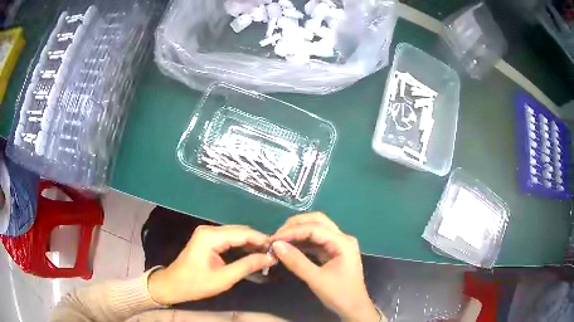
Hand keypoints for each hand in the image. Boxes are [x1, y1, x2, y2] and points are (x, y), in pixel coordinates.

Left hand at [148, 225, 275, 304]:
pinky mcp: (207, 240)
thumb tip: (270, 258)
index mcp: (210, 236)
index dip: (262, 239)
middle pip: (240, 231)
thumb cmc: (196, 284)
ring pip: (235, 234)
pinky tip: (252, 253)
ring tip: (267, 254)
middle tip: (274, 253)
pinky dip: (241, 246)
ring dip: (250, 243)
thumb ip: (247, 266)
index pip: (243, 233)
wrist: (173, 285)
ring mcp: (207, 234)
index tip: (278, 249)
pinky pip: (229, 239)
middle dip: (257, 241)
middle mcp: (209, 230)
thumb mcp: (224, 278)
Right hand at [272, 213, 382, 321]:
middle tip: (277, 235)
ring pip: (316, 229)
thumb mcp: (316, 279)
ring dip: (298, 232)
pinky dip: (302, 242)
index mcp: (343, 242)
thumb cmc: (339, 294)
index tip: (273, 239)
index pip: (315, 228)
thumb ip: (297, 261)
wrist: (354, 308)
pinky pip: (316, 241)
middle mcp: (342, 238)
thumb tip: (276, 245)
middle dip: (296, 225)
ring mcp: (339, 244)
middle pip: (317, 221)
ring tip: (280, 240)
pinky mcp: (333, 252)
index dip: (292, 231)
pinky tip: (290, 247)